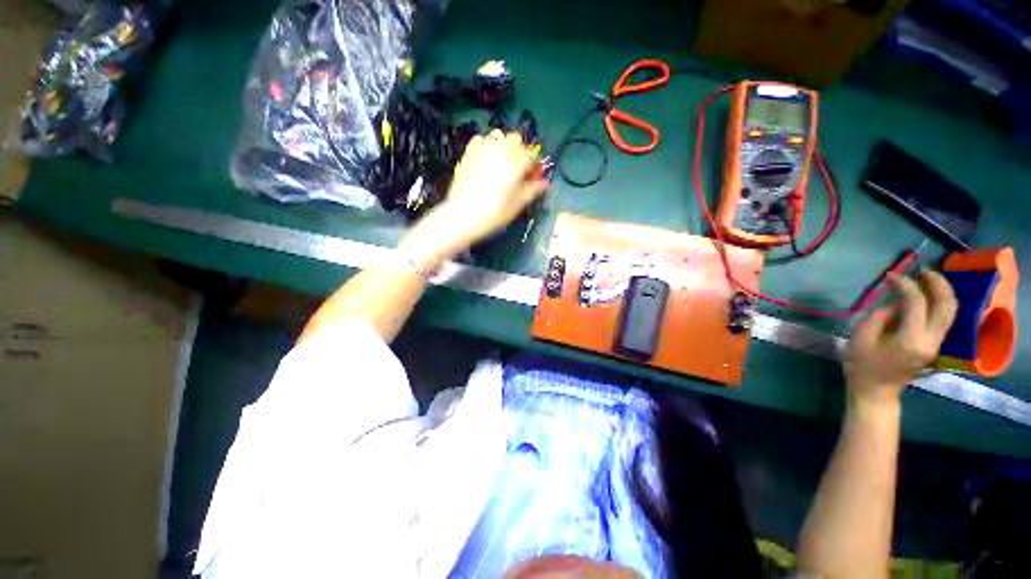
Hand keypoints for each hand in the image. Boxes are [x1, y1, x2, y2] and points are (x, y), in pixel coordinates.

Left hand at [435, 129, 548, 244]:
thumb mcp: (516, 205)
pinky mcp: (468, 154)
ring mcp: (482, 151)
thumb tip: (545, 183)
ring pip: (498, 136)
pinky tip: (485, 157)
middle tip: (516, 166)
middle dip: (519, 149)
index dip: (533, 162)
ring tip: (501, 160)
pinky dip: (485, 144)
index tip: (532, 172)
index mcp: (514, 167)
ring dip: (503, 145)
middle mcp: (500, 154)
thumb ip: (532, 190)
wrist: (462, 215)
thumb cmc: (493, 214)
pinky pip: (479, 139)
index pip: (531, 154)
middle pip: (515, 138)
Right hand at [844, 270, 957, 408]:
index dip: (905, 285)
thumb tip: (895, 302)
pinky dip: (940, 302)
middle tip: (922, 270)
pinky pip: (944, 318)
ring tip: (927, 279)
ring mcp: (936, 343)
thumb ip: (881, 315)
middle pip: (946, 305)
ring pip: (951, 311)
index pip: (916, 303)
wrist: (875, 391)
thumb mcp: (862, 337)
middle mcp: (931, 340)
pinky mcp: (935, 345)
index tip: (891, 276)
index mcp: (911, 339)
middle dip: (937, 283)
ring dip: (943, 291)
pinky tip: (928, 296)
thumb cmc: (862, 364)